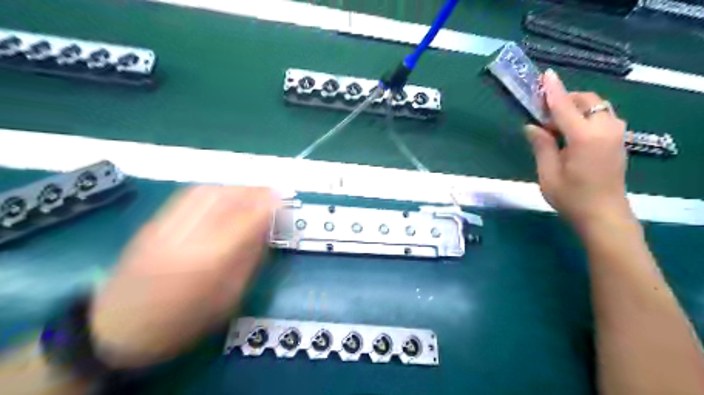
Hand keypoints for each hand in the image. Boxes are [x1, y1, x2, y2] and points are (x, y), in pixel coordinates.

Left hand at [89, 187, 281, 367]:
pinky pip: (188, 195)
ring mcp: (166, 227)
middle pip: (225, 198)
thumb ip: (248, 260)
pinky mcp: (153, 223)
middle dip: (252, 190)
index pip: (246, 220)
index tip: (281, 198)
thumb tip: (264, 229)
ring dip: (234, 186)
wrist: (118, 329)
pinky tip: (223, 193)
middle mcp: (188, 237)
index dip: (266, 204)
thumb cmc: (184, 322)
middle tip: (270, 191)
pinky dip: (213, 189)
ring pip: (206, 191)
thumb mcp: (229, 298)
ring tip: (250, 190)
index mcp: (210, 261)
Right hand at [525, 69, 629, 231]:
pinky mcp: (619, 141)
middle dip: (566, 100)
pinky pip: (603, 118)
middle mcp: (605, 129)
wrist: (604, 216)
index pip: (564, 107)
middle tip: (544, 116)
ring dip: (577, 108)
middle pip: (586, 101)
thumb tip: (532, 126)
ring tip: (557, 126)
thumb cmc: (571, 197)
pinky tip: (572, 134)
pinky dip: (586, 117)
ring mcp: (616, 134)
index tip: (546, 74)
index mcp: (584, 137)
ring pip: (597, 108)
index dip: (553, 91)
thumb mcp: (547, 173)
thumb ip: (541, 146)